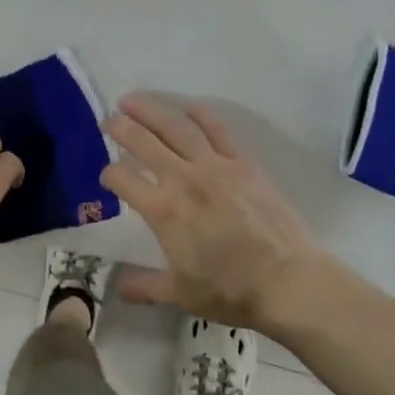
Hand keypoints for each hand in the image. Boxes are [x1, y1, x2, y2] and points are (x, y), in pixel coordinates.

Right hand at [101, 93, 327, 331]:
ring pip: (176, 127)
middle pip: (144, 142)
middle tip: (109, 120)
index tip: (107, 176)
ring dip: (151, 110)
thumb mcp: (180, 294)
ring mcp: (214, 166)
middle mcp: (182, 178)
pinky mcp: (242, 162)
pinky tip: (188, 107)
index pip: (123, 179)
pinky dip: (200, 115)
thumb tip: (119, 287)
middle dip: (121, 128)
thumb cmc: (230, 290)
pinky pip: (217, 130)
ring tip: (132, 100)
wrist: (287, 280)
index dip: (109, 174)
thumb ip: (145, 286)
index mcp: (162, 210)